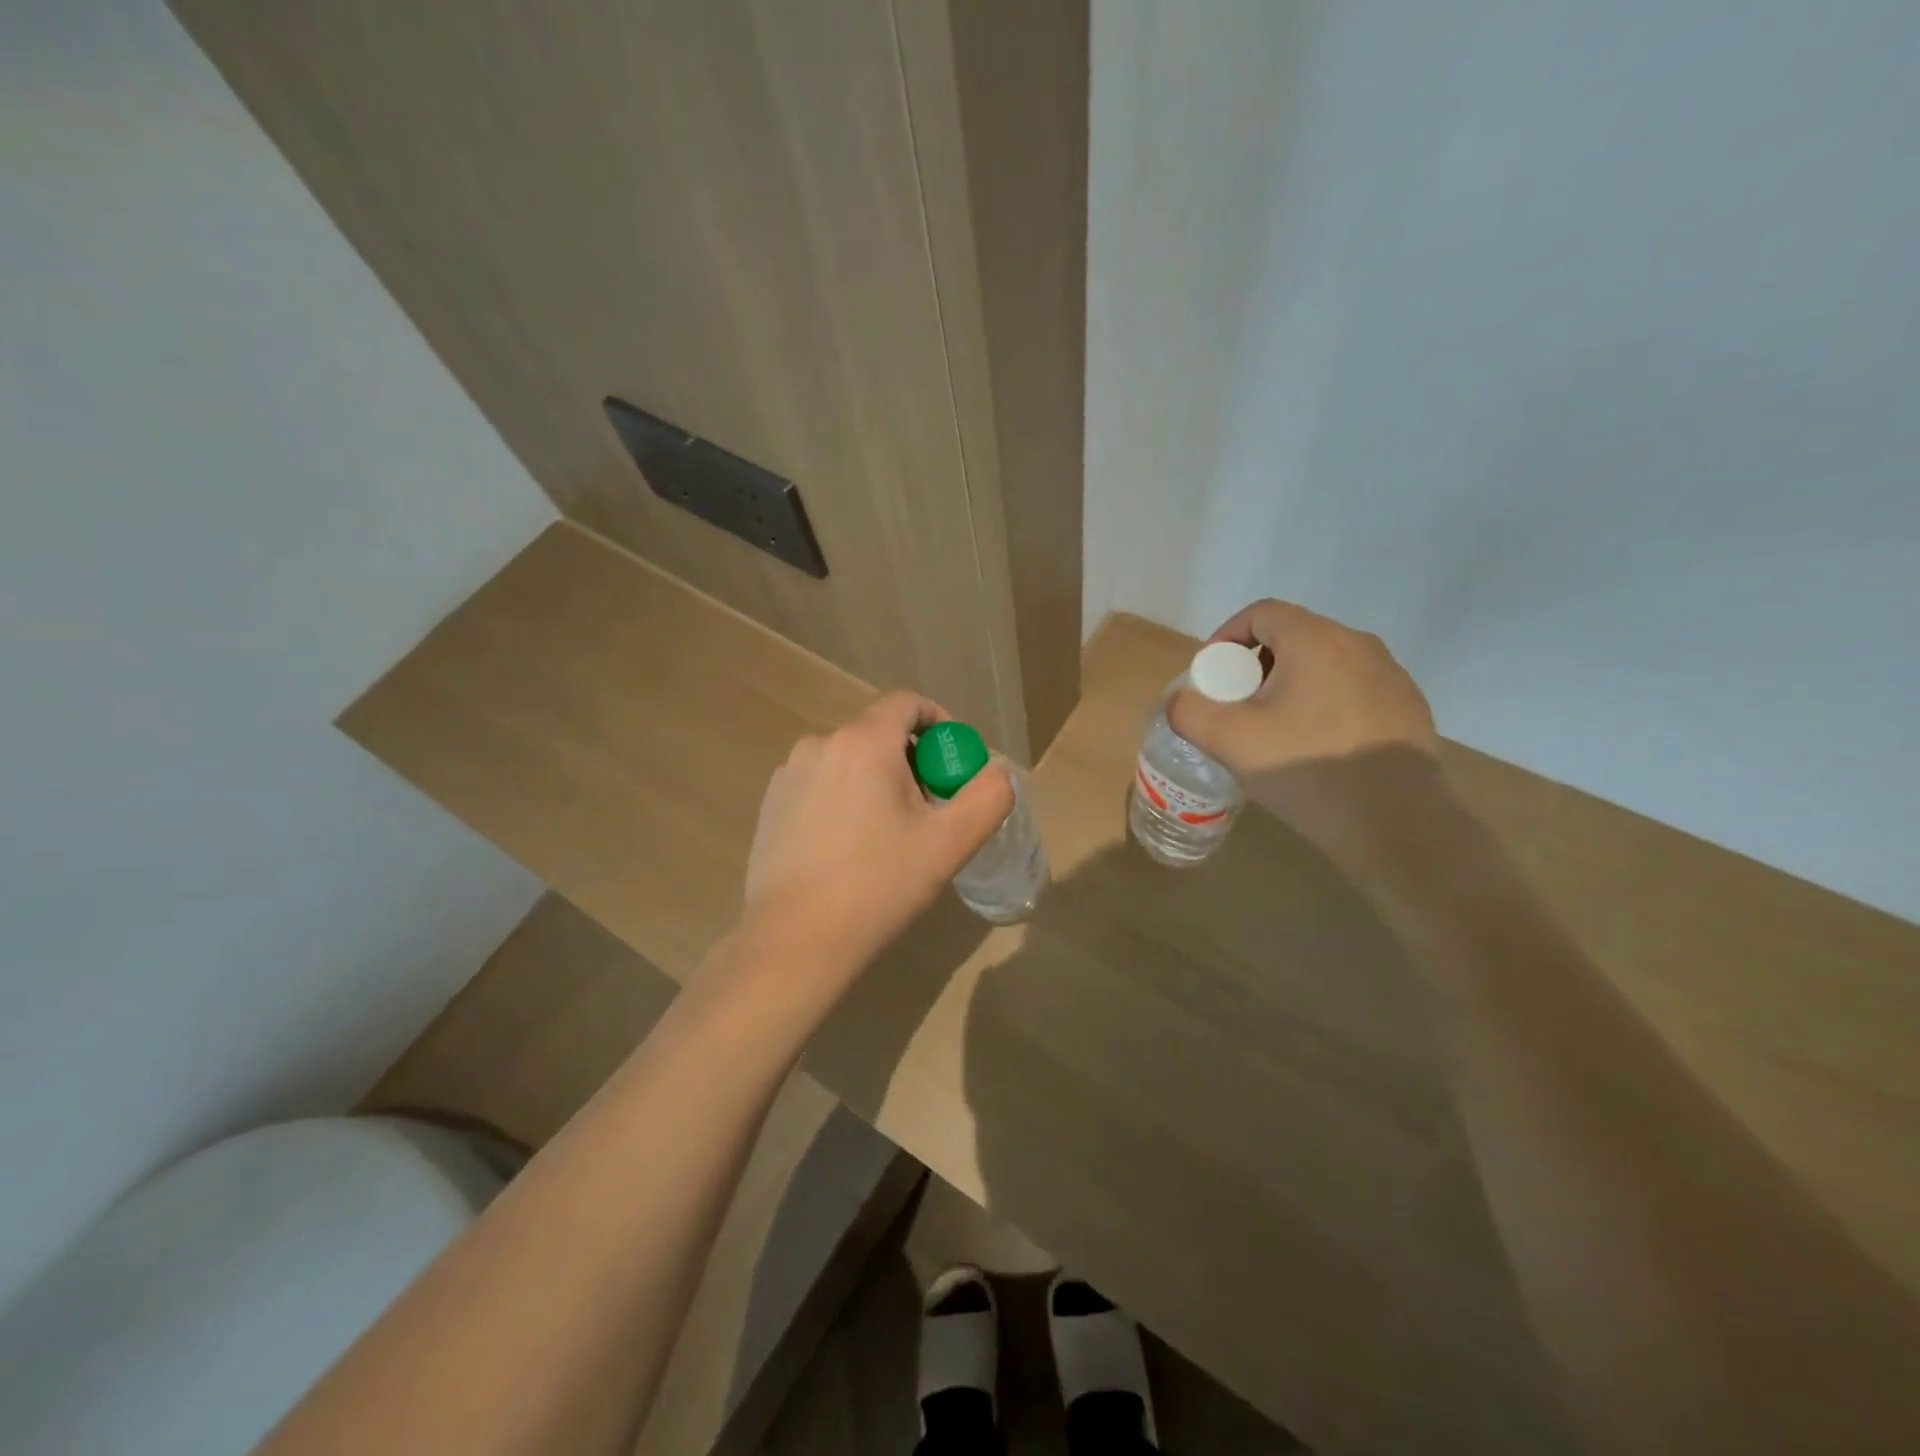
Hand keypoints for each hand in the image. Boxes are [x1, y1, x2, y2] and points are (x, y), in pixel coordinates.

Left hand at [743, 691, 1014, 974]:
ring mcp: (788, 774)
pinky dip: (843, 799)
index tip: (952, 766)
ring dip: (876, 782)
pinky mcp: (770, 804)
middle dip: (911, 763)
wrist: (796, 940)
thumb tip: (996, 773)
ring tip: (888, 836)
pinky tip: (847, 849)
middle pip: (878, 734)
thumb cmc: (878, 885)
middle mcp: (820, 744)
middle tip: (928, 812)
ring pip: (848, 761)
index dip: (939, 723)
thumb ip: (987, 797)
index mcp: (863, 742)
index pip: (907, 703)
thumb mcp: (949, 843)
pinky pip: (820, 784)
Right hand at [1169, 600, 1440, 858]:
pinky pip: (1353, 690)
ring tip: (1275, 730)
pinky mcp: (1408, 707)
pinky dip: (1324, 704)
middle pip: (1293, 636)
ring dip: (1290, 685)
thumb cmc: (1308, 770)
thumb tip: (1181, 701)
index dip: (1226, 636)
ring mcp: (1390, 676)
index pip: (1261, 613)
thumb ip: (1189, 711)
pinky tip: (1317, 747)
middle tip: (1238, 706)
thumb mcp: (1229, 741)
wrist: (1396, 824)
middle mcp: (1359, 645)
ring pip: (1324, 664)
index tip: (1212, 676)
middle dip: (1256, 665)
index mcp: (1315, 640)